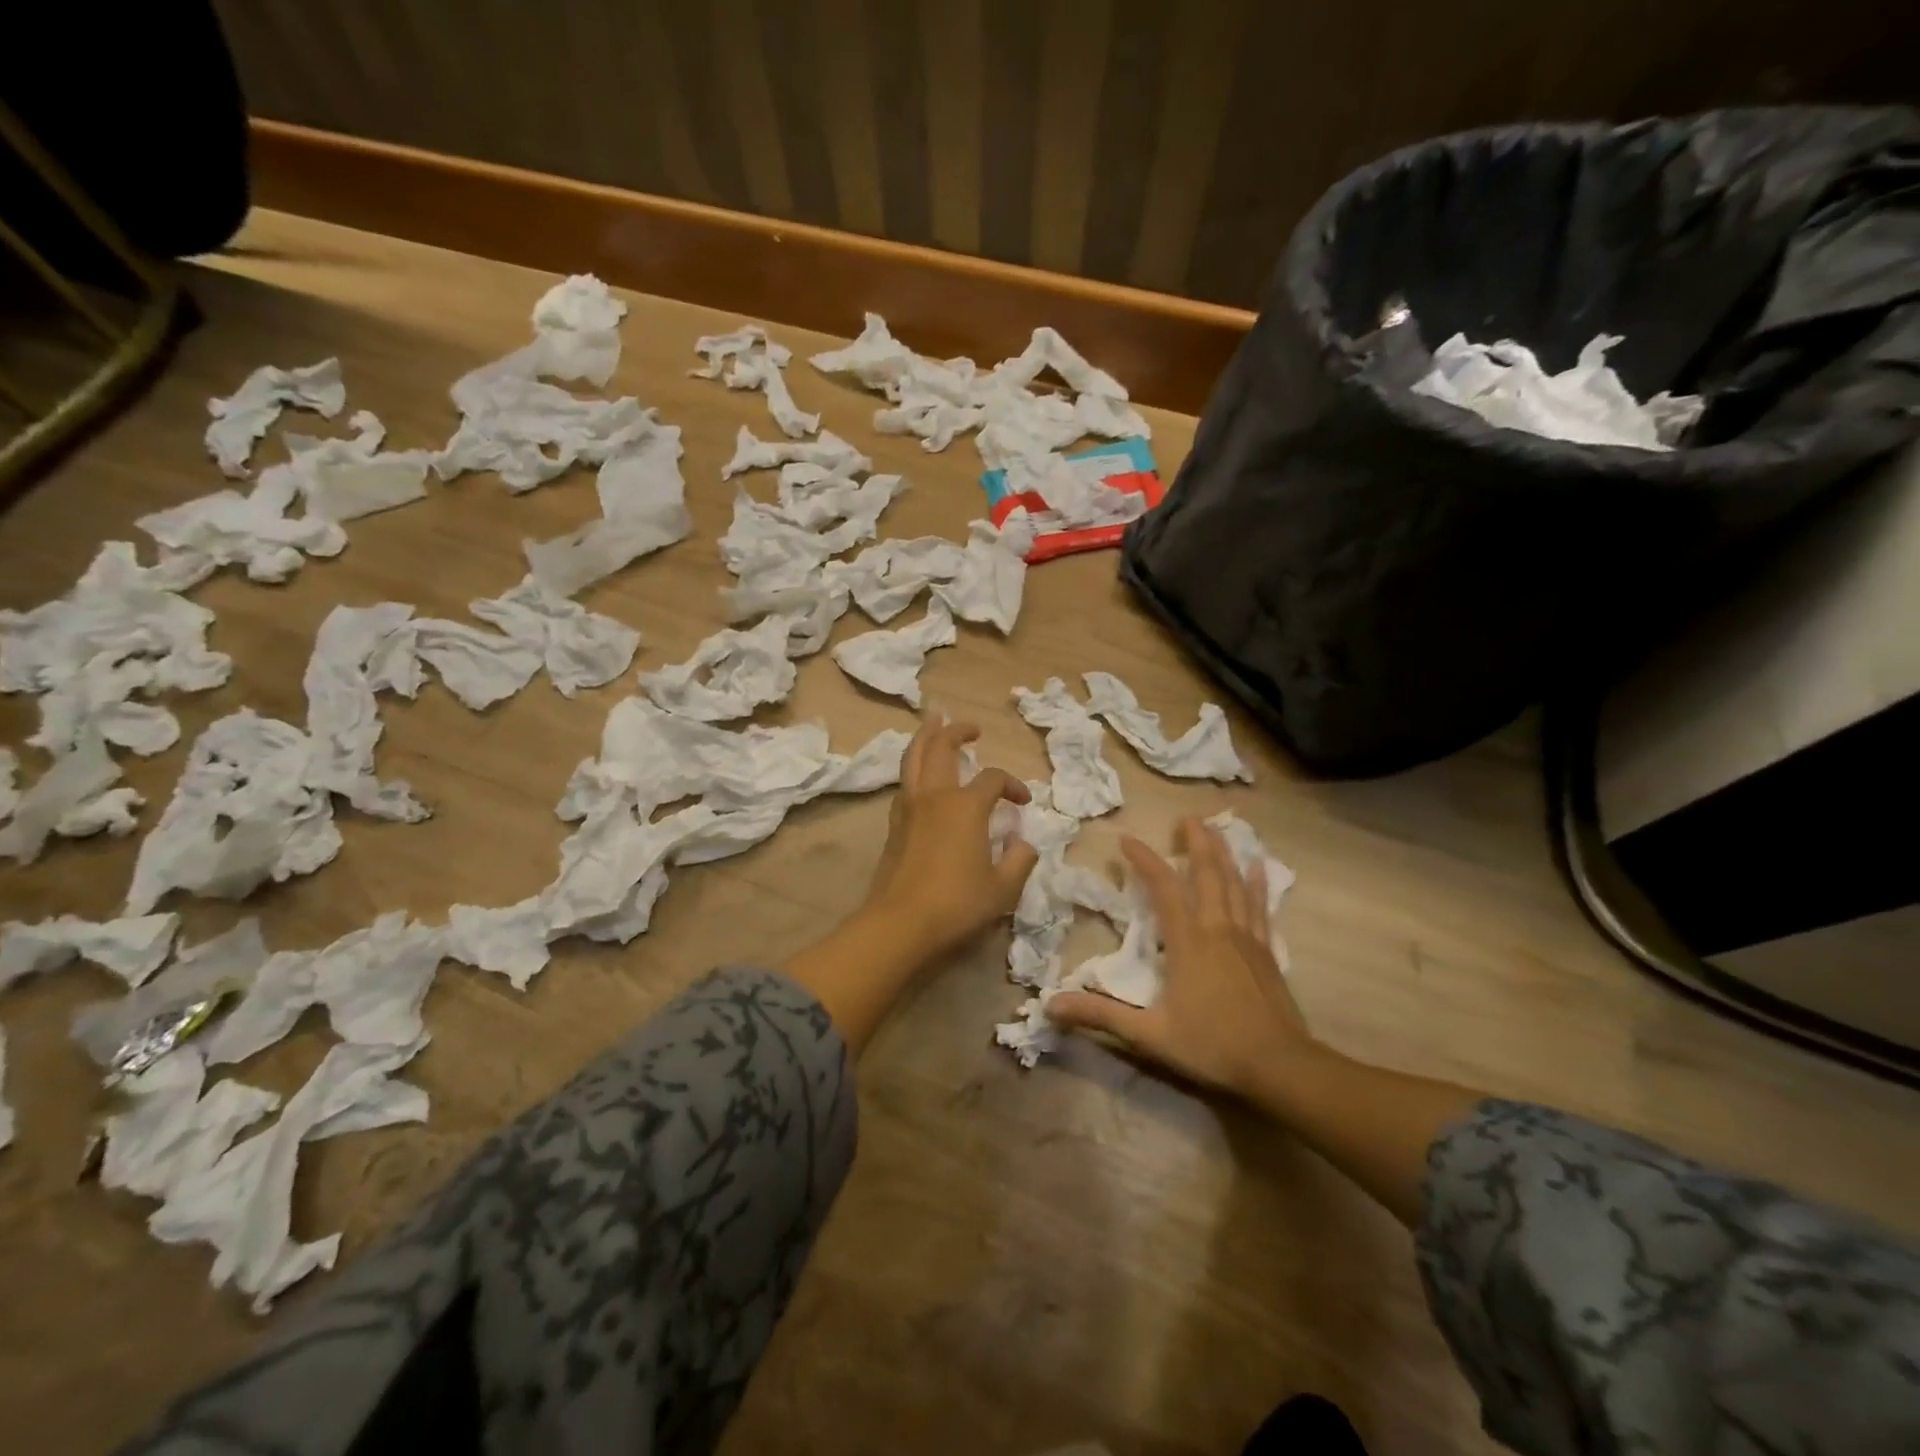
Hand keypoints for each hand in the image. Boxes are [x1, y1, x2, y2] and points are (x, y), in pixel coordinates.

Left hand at [862, 716, 1039, 959]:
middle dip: (956, 731)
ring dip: (926, 737)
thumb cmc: (957, 904)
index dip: (1012, 785)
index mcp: (966, 806)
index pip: (993, 779)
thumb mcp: (1003, 889)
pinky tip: (920, 774)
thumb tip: (1024, 843)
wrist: (900, 924)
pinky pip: (904, 781)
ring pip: (914, 757)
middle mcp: (935, 796)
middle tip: (971, 727)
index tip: (1023, 802)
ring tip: (933, 723)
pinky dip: (914, 767)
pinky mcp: (893, 824)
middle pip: (942, 747)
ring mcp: (909, 807)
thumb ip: (1020, 861)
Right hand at [1047, 818, 1314, 1100]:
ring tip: (1218, 829)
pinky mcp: (1266, 951)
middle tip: (1188, 818)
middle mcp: (1218, 928)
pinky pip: (1261, 906)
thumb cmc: (1212, 1046)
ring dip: (1225, 853)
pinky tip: (1259, 866)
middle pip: (1208, 873)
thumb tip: (1051, 1005)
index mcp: (1188, 942)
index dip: (1145, 860)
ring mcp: (1247, 937)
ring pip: (1235, 883)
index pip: (1163, 888)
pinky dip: (1258, 883)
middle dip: (1197, 842)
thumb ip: (1102, 1015)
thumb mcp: (1150, 1034)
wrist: (1280, 1066)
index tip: (1126, 840)